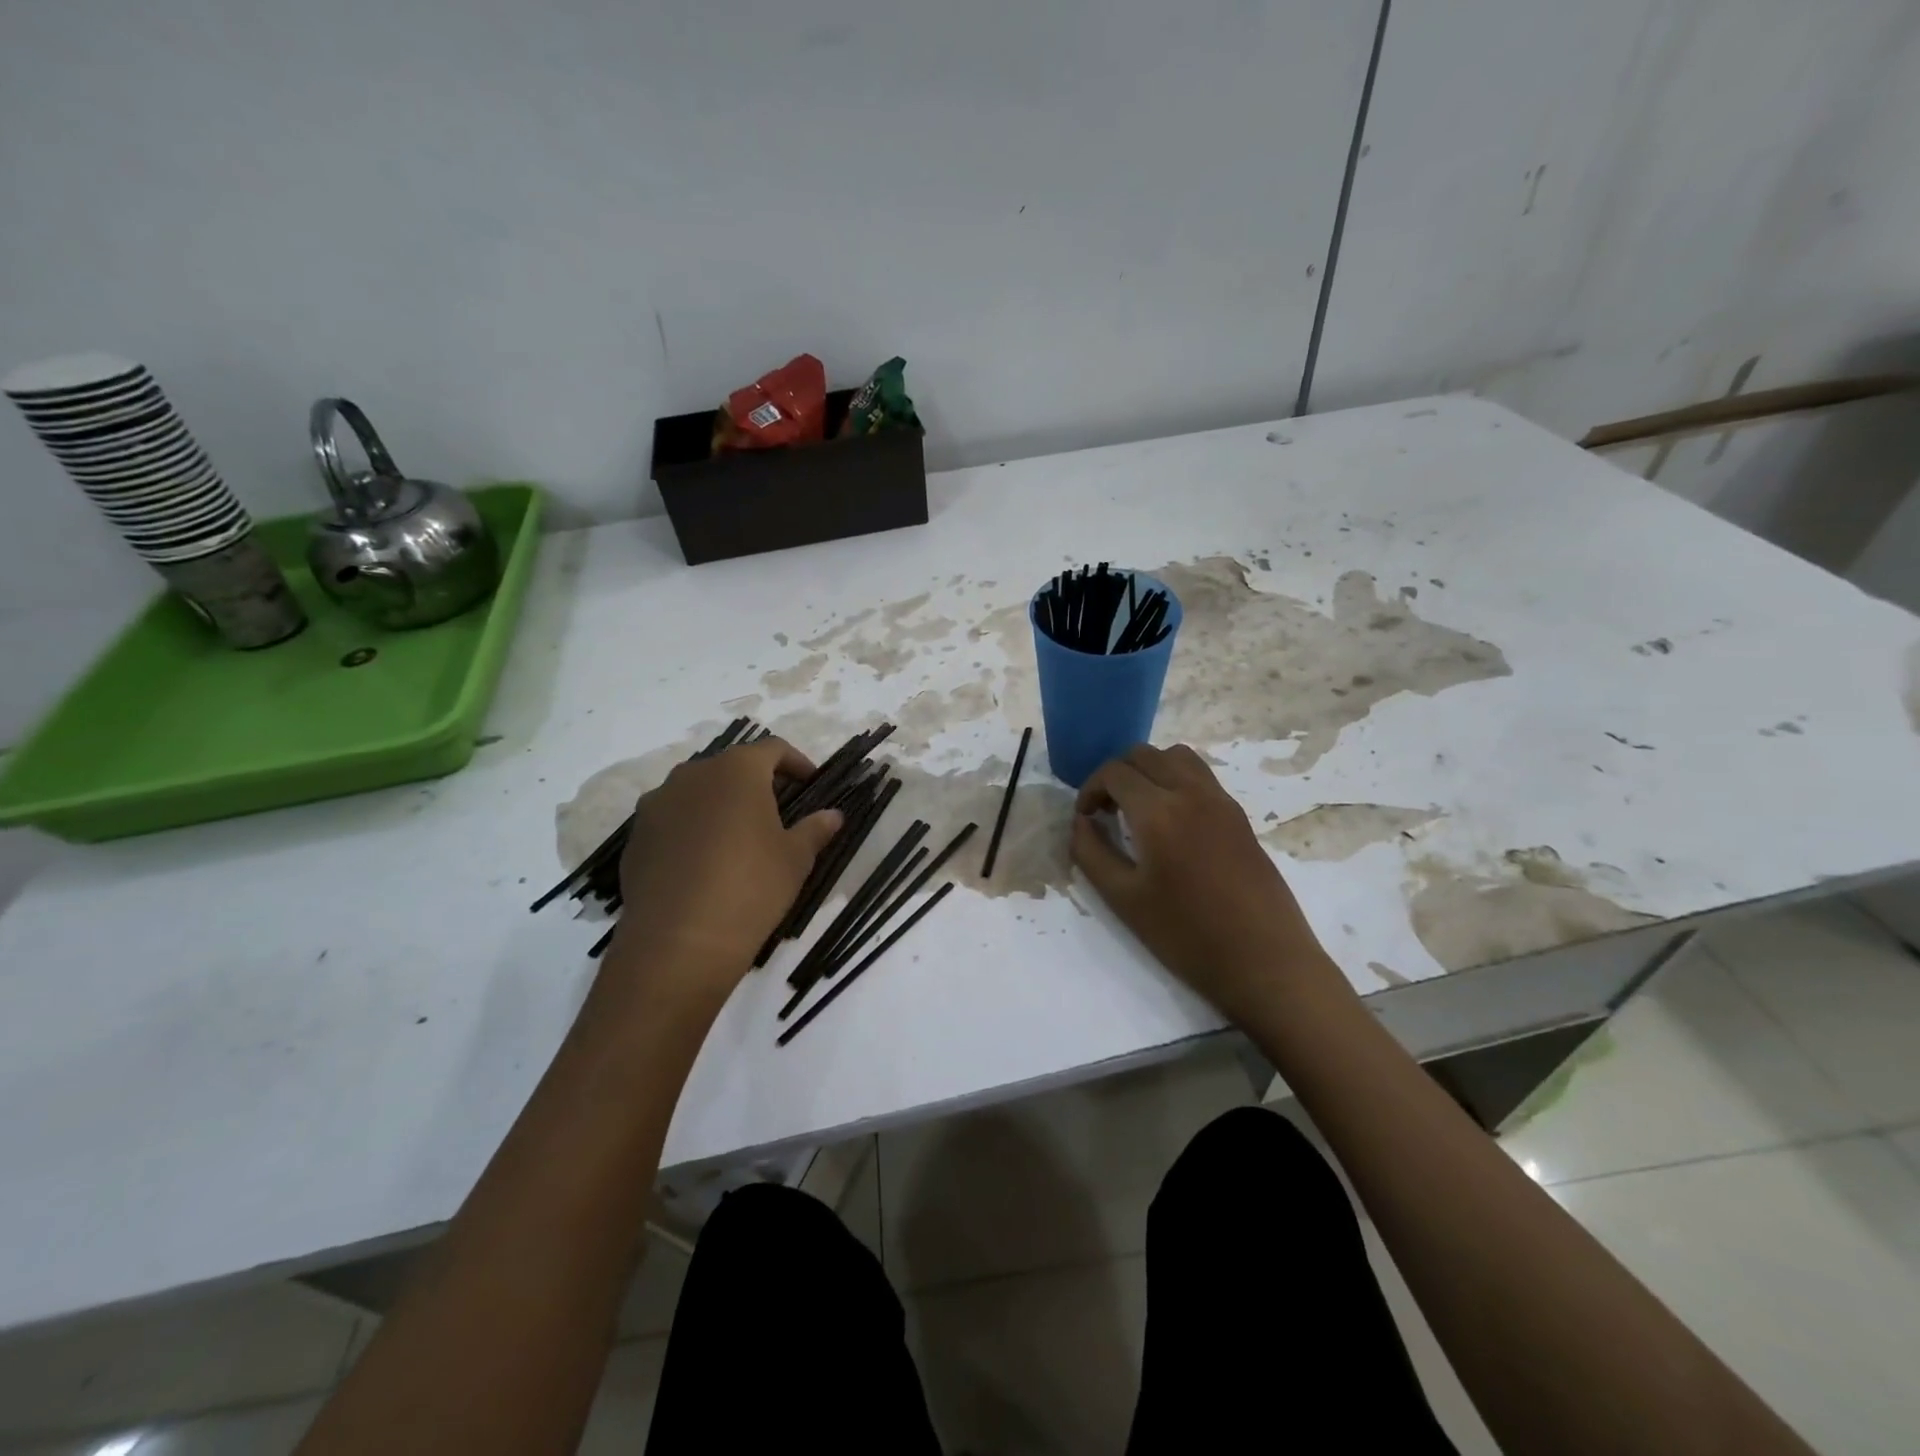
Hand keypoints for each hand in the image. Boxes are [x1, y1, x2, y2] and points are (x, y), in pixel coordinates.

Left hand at [608, 737, 842, 1003]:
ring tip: (738, 836)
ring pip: (697, 792)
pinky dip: (692, 829)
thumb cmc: (751, 887)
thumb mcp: (795, 859)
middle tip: (777, 810)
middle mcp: (692, 775)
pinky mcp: (636, 837)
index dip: (796, 762)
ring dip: (720, 804)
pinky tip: (704, 863)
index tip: (811, 782)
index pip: (772, 749)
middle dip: (755, 782)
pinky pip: (672, 820)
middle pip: (730, 767)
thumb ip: (815, 829)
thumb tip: (833, 815)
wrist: (679, 941)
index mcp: (737, 770)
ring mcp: (657, 805)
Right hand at [1070, 744, 1346, 1024]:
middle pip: (1144, 754)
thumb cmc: (1186, 935)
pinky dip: (1175, 779)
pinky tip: (1170, 821)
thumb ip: (1091, 853)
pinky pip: (1200, 776)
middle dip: (1116, 774)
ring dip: (1148, 770)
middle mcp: (1191, 793)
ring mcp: (1221, 801)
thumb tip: (1081, 822)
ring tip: (1137, 807)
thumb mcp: (1123, 899)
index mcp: (1159, 812)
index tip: (1085, 818)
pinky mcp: (1239, 816)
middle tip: (1105, 810)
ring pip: (1177, 756)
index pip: (1114, 773)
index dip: (1090, 789)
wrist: (1265, 962)